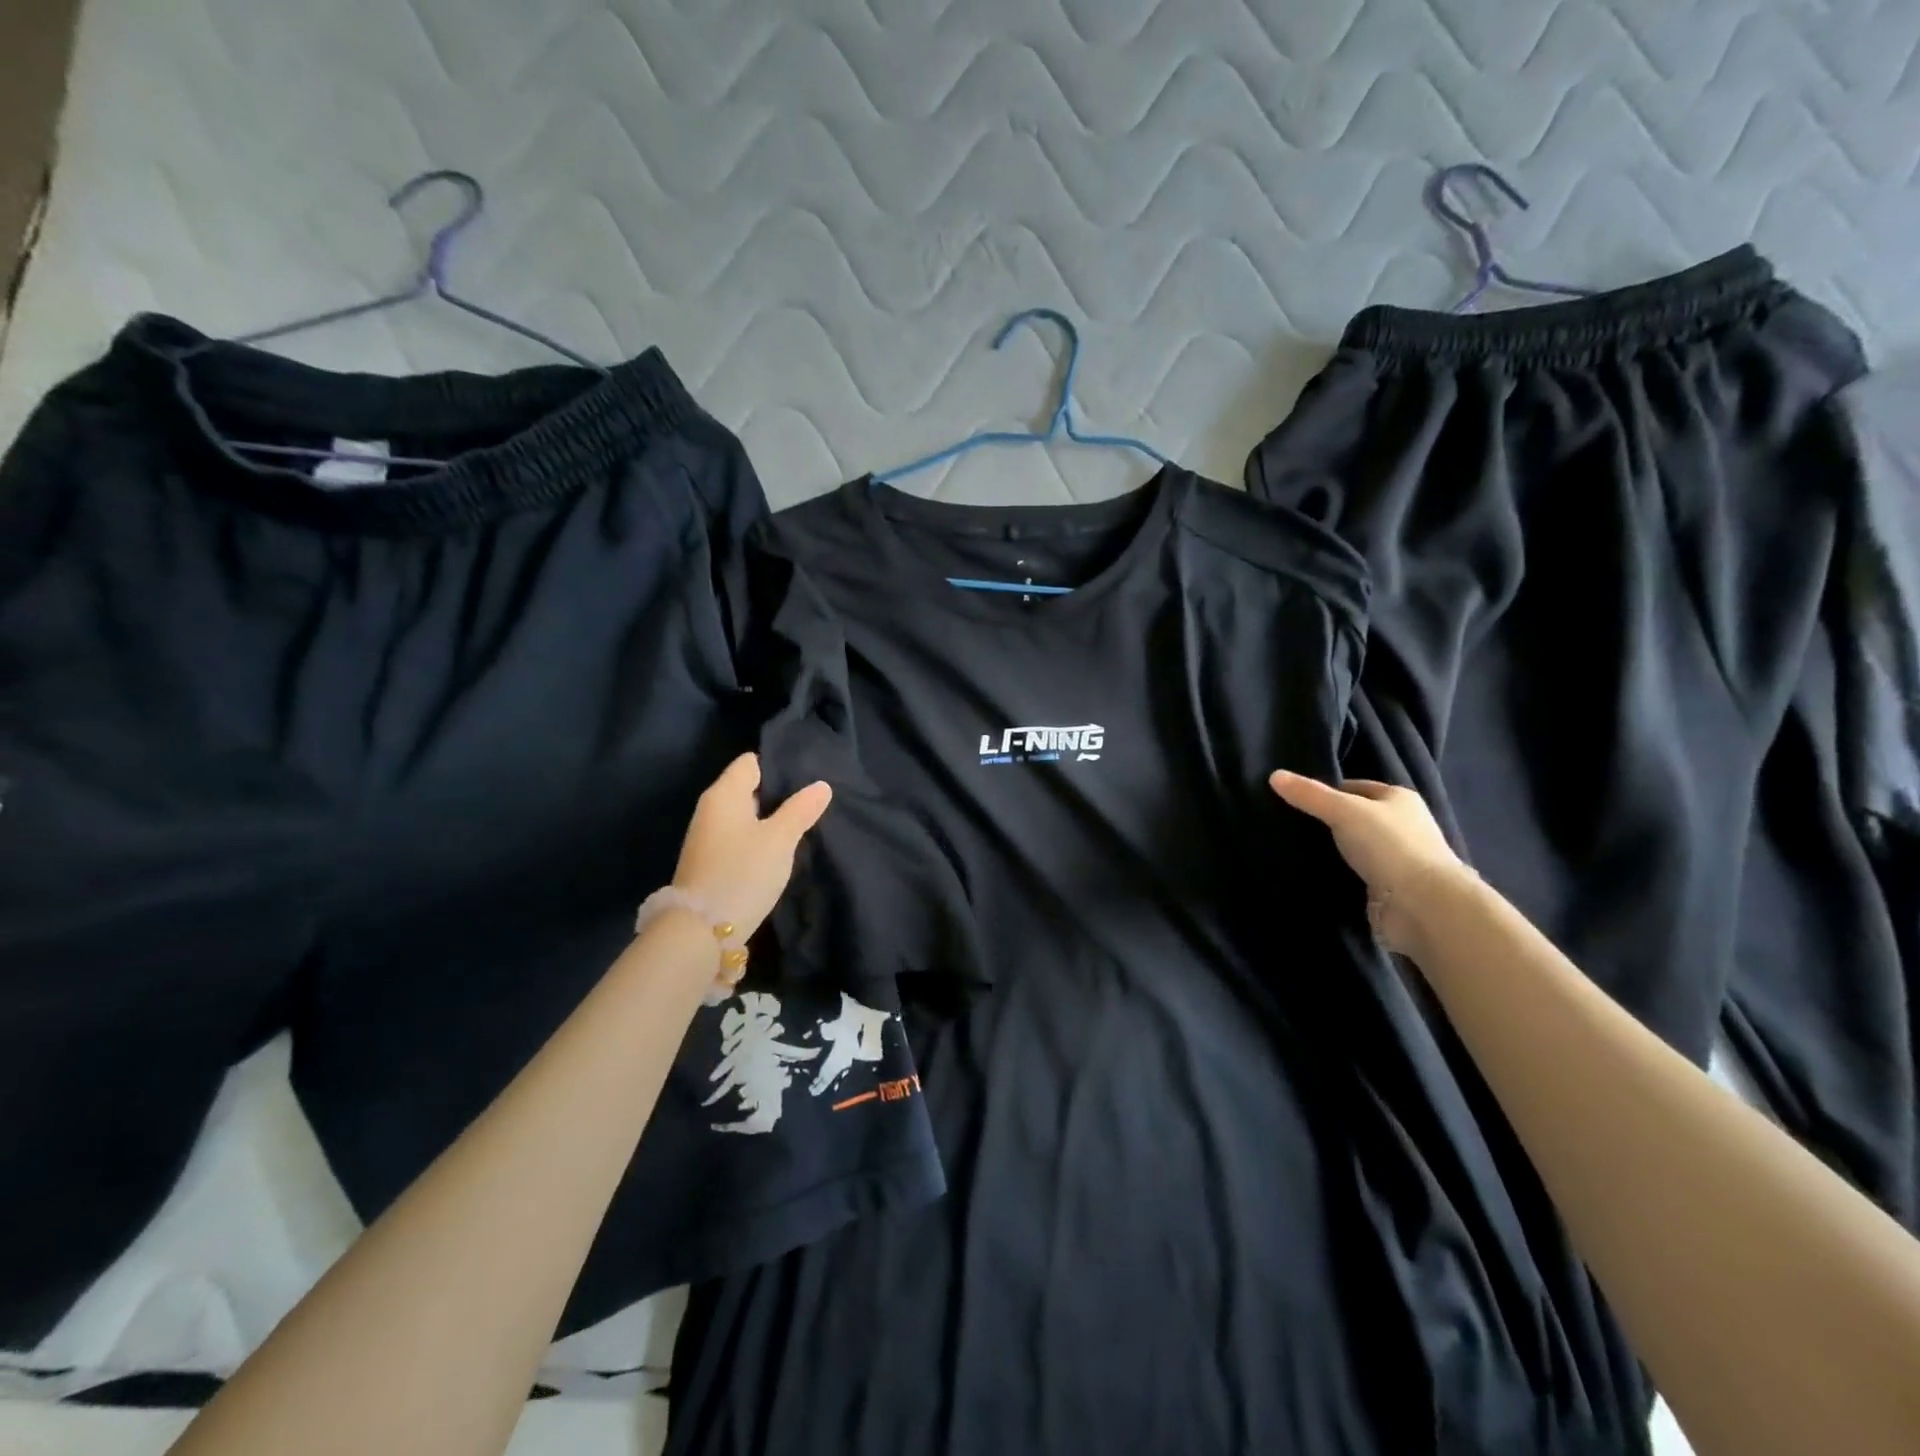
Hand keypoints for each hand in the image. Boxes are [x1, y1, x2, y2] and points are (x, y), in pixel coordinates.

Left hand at [674, 755, 832, 941]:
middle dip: (778, 794)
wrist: (701, 931)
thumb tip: (821, 785)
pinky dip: (757, 840)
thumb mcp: (780, 840)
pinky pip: (738, 838)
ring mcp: (707, 837)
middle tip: (811, 801)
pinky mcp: (710, 862)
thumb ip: (801, 810)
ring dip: (769, 820)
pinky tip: (779, 851)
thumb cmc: (742, 873)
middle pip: (748, 788)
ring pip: (744, 816)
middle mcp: (711, 809)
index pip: (751, 763)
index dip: (778, 766)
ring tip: (801, 825)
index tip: (807, 776)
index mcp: (724, 794)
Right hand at [1268, 771, 1467, 955]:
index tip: (1295, 801)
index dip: (1326, 791)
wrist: (1423, 905)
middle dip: (1326, 822)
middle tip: (1289, 824)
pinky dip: (1338, 875)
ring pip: (1354, 848)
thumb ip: (1309, 795)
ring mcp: (1398, 859)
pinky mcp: (1389, 888)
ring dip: (1332, 851)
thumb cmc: (1389, 846)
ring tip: (1293, 849)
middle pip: (1355, 818)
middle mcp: (1403, 826)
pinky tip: (1313, 874)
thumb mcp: (1344, 811)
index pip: (1355, 787)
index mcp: (1400, 799)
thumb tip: (1274, 775)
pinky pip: (1356, 875)